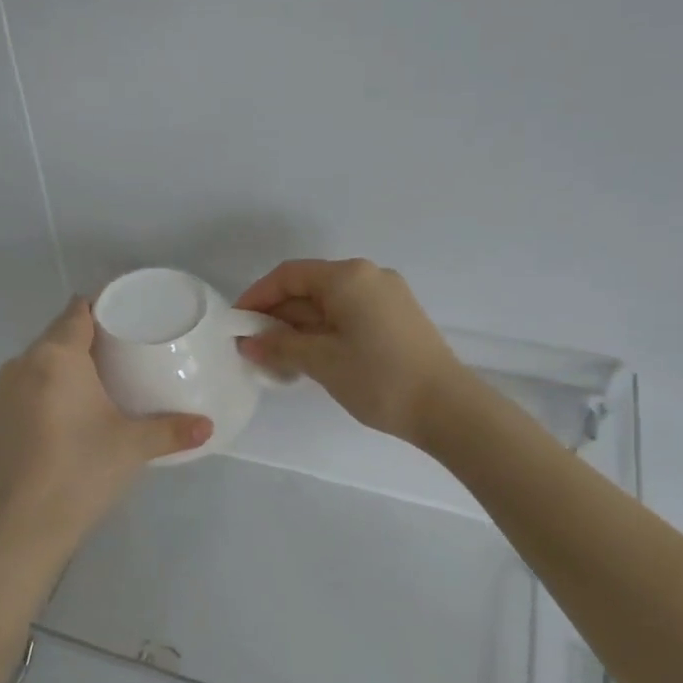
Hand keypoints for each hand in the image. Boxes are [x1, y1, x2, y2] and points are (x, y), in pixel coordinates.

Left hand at [0, 298, 211, 566]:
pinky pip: (28, 386)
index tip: (130, 316)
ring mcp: (4, 392)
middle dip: (90, 336)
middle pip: (58, 333)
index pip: (78, 310)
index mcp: (56, 357)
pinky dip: (49, 387)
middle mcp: (23, 364)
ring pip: (40, 361)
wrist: (22, 528)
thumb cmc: (81, 471)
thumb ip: (173, 430)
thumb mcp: (133, 447)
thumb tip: (208, 427)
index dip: (104, 306)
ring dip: (67, 363)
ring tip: (102, 380)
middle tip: (127, 350)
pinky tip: (71, 411)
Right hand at [235, 259, 468, 447]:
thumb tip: (248, 342)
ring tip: (277, 358)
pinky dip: (324, 331)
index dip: (258, 296)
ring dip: (300, 326)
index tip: (237, 324)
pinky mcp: (397, 317)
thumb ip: (280, 346)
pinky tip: (310, 357)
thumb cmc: (378, 378)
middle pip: (310, 287)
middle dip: (278, 315)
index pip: (289, 275)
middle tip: (253, 347)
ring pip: (330, 303)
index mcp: (348, 277)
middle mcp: (368, 276)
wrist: (446, 407)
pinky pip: (349, 314)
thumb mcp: (322, 362)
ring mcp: (387, 296)